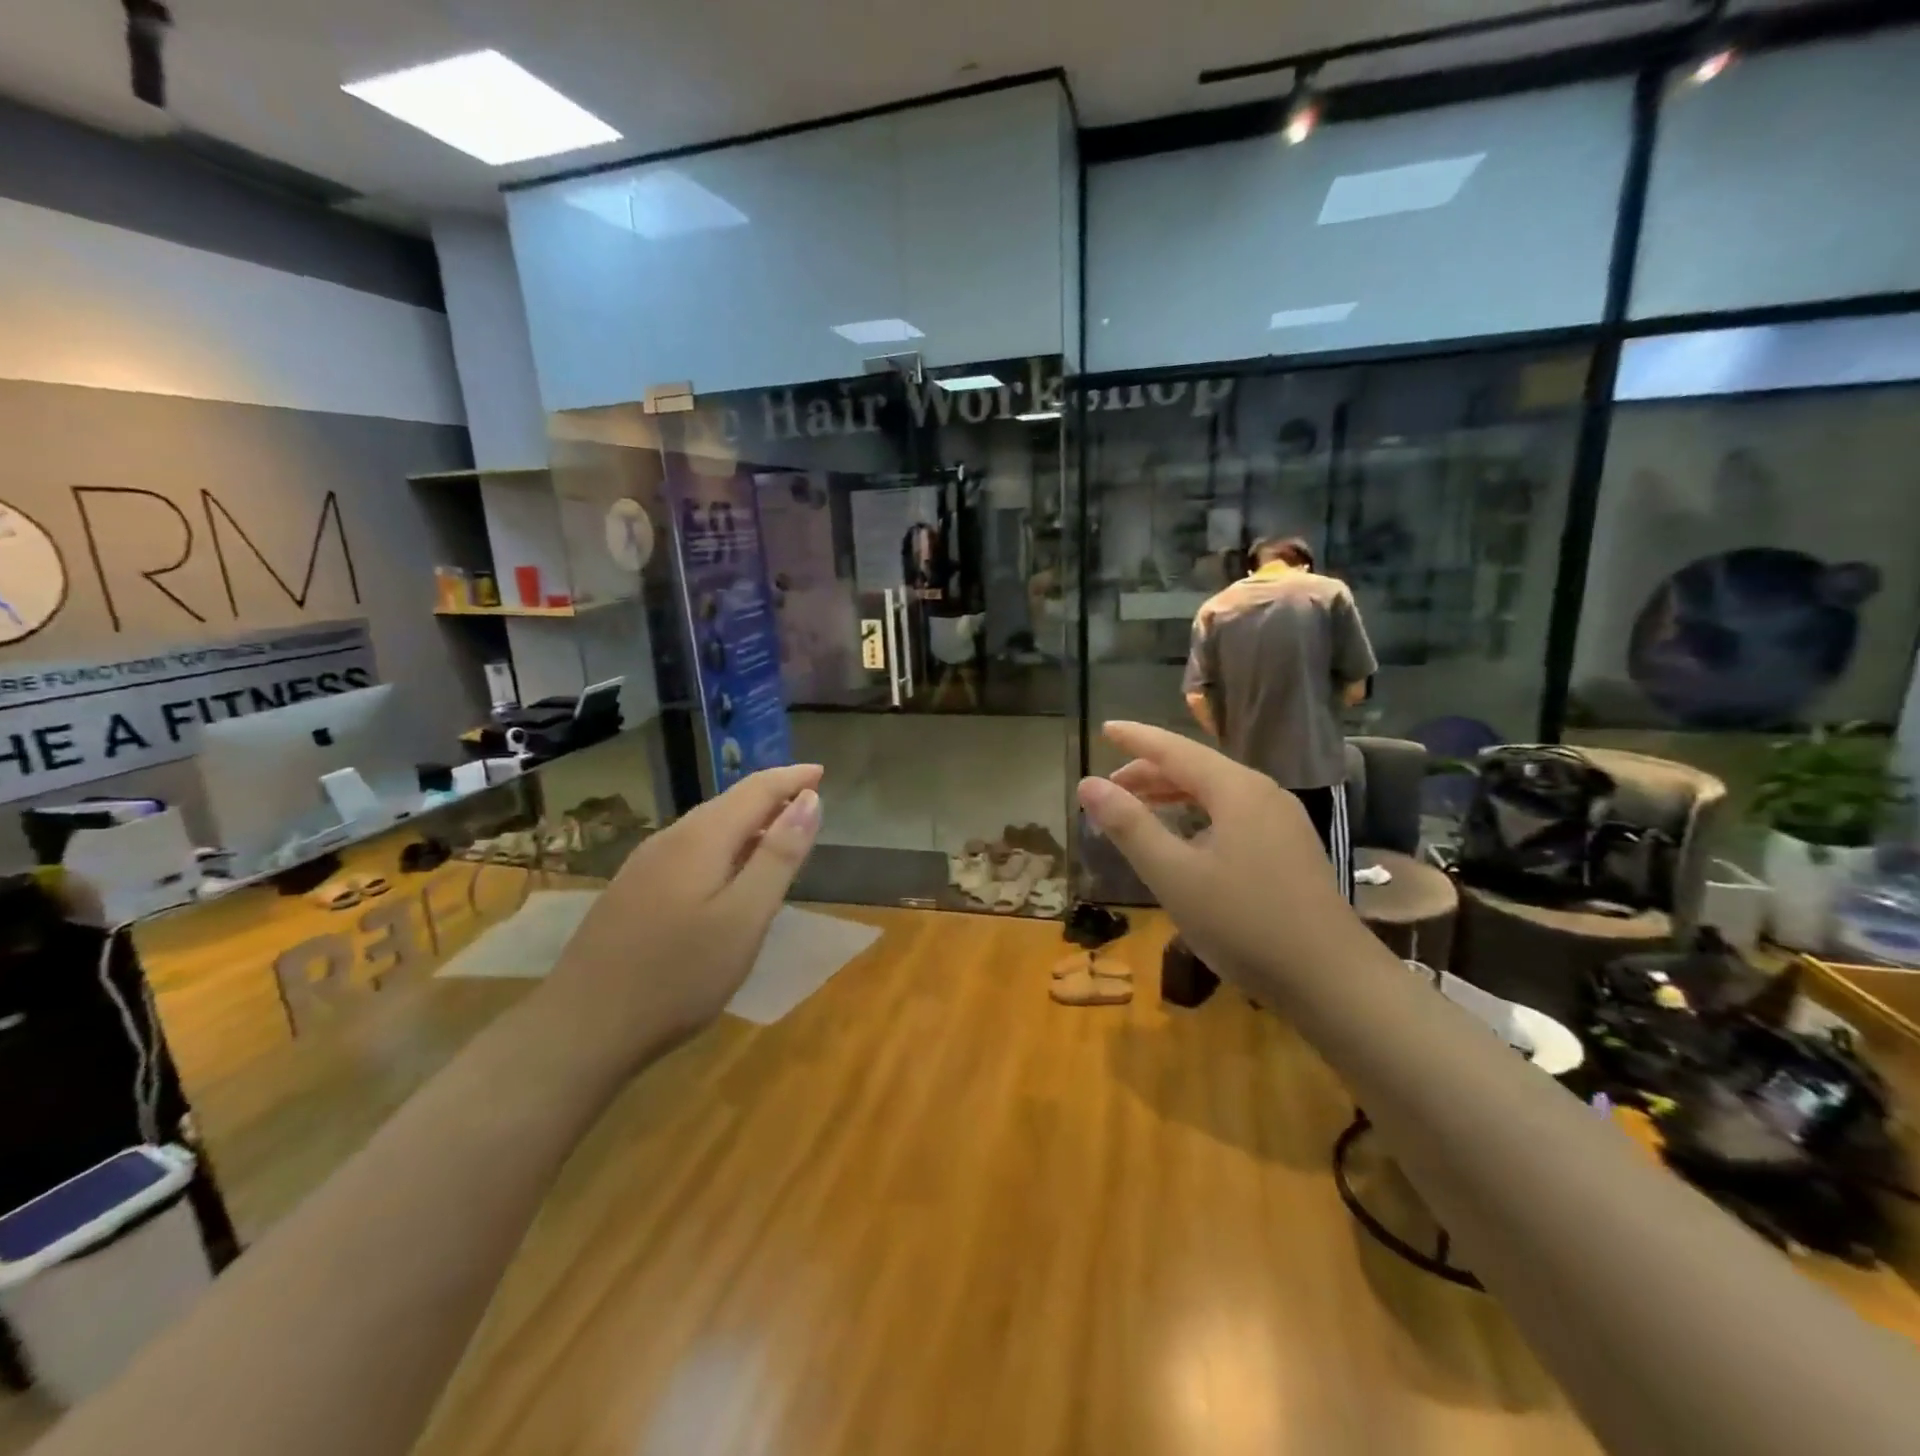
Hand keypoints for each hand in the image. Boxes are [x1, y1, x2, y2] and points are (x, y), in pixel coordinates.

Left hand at [541, 764, 822, 1067]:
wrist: (580, 1028)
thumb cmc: (677, 976)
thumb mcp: (744, 918)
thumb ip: (779, 856)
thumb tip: (809, 799)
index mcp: (702, 839)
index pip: (755, 790)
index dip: (791, 778)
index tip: (822, 772)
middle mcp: (670, 840)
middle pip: (729, 803)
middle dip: (771, 796)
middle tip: (808, 801)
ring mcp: (644, 866)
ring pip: (707, 827)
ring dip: (747, 822)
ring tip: (778, 835)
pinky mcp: (632, 892)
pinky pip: (690, 850)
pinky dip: (723, 846)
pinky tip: (728, 874)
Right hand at [1076, 722, 1355, 987]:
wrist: (1332, 979)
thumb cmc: (1244, 923)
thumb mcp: (1174, 875)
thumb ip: (1129, 826)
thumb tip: (1088, 784)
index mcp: (1237, 790)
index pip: (1175, 750)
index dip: (1136, 739)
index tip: (1104, 729)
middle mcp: (1263, 793)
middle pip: (1197, 768)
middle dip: (1150, 772)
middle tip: (1109, 785)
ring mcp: (1282, 821)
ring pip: (1217, 792)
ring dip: (1173, 794)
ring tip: (1137, 807)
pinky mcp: (1290, 848)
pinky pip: (1233, 814)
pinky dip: (1198, 814)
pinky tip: (1185, 837)